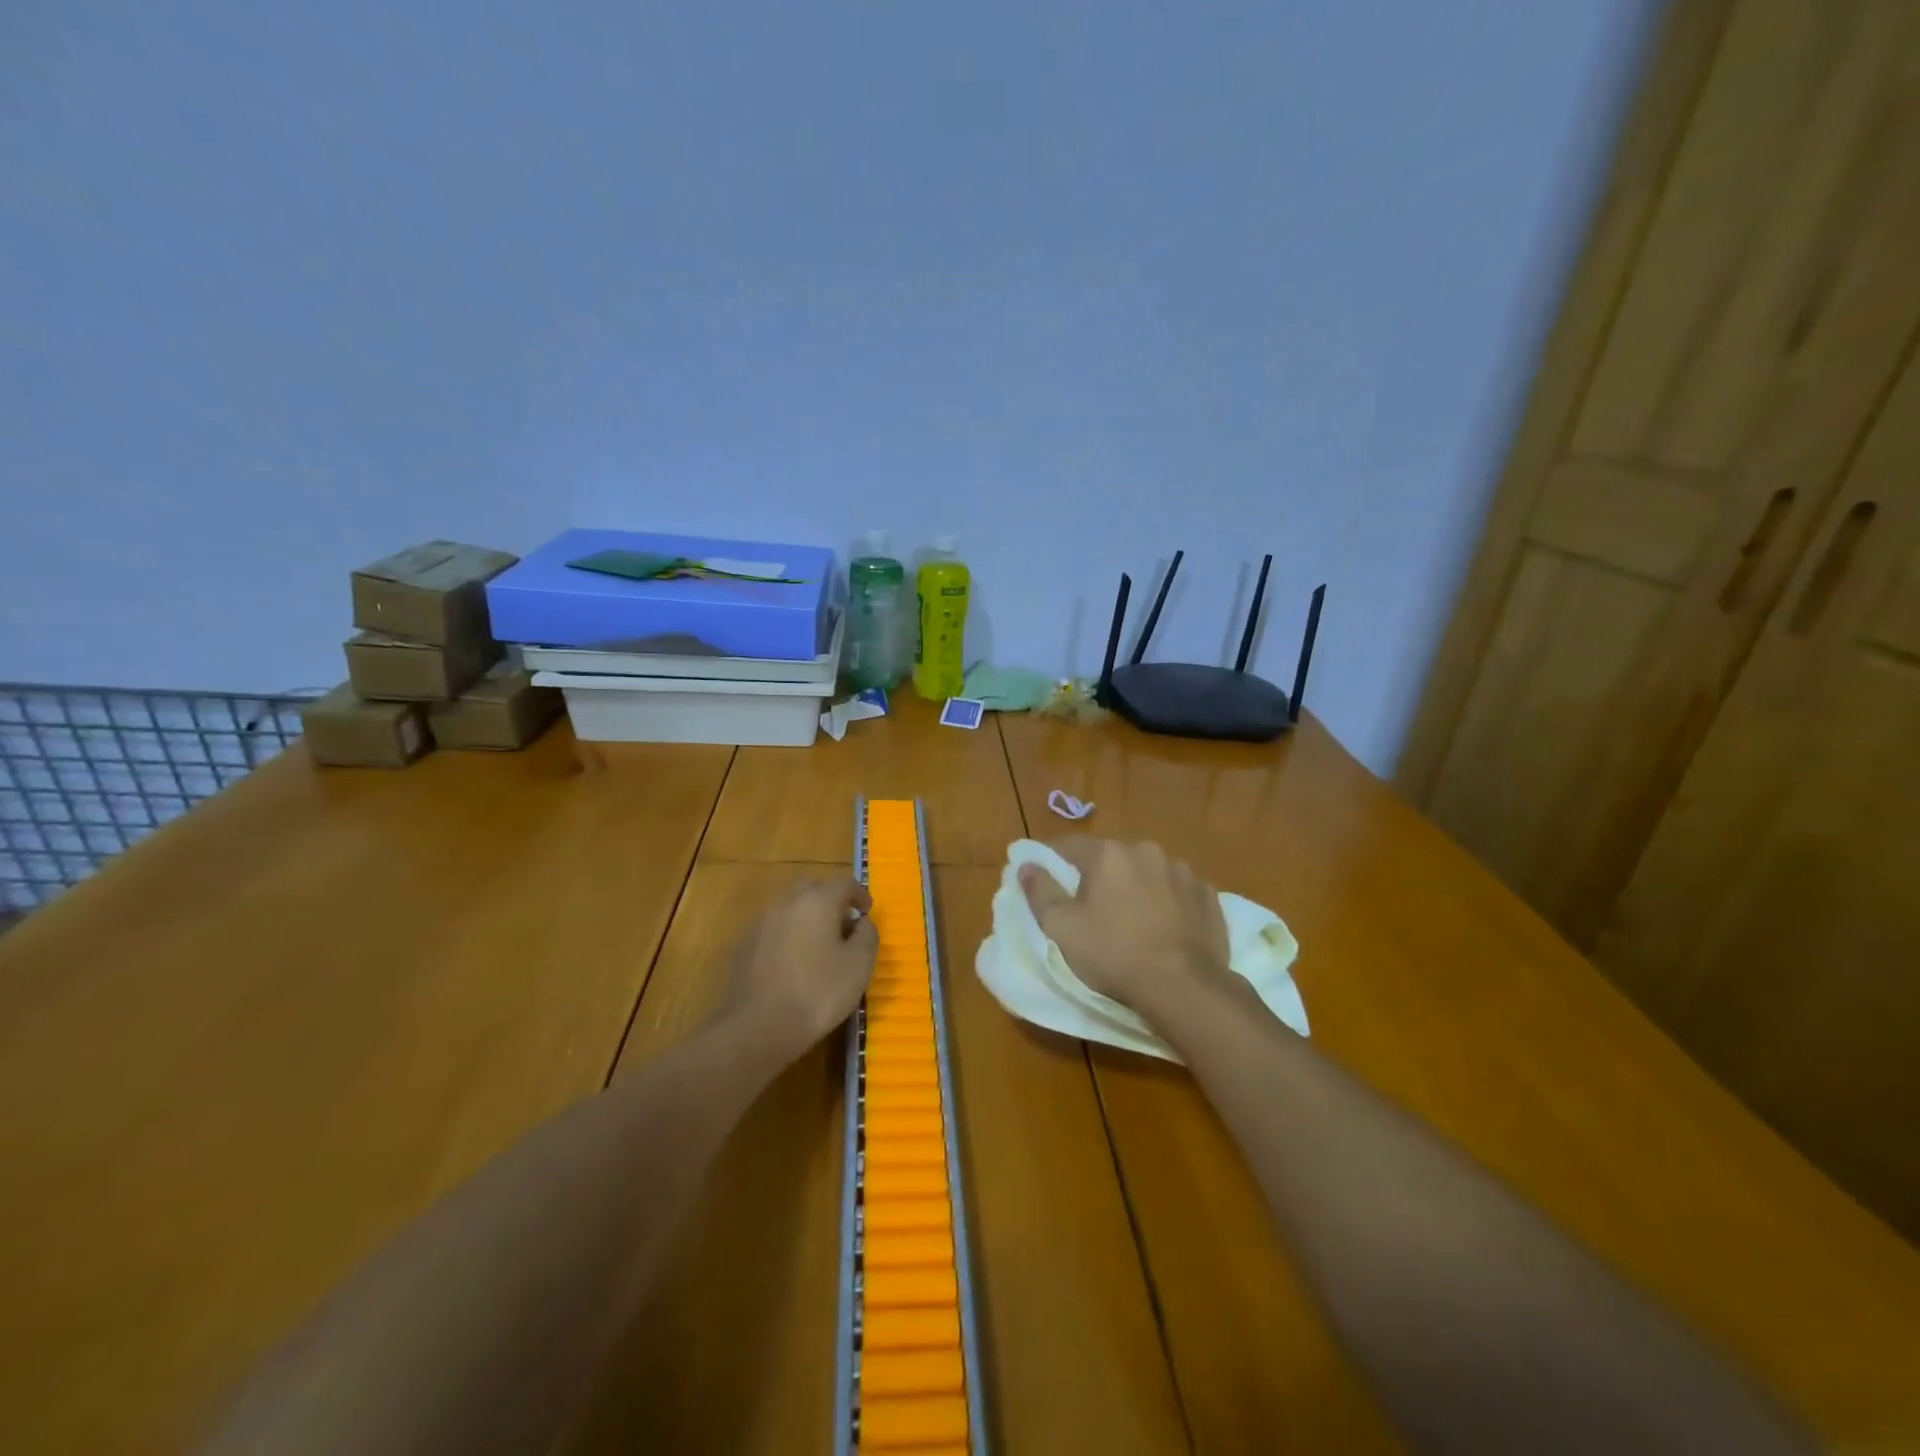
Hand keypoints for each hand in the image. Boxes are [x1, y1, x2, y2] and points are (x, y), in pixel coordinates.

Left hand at [724, 877, 877, 1056]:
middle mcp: (787, 901)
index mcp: (817, 900)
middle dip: (831, 899)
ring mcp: (762, 921)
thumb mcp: (859, 965)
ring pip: (790, 906)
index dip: (860, 895)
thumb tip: (863, 922)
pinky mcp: (744, 944)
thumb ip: (867, 935)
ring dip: (807, 915)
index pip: (844, 883)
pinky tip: (793, 959)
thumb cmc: (818, 992)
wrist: (758, 1027)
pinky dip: (788, 932)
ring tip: (819, 942)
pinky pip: (774, 927)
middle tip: (843, 923)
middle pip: (813, 887)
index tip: (867, 913)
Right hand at [1019, 838, 1229, 1021]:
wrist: (1184, 986)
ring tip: (1133, 918)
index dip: (1054, 859)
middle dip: (1100, 874)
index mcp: (1107, 854)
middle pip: (1111, 857)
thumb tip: (1026, 865)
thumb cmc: (1113, 954)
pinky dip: (1168, 900)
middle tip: (1093, 906)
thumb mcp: (1061, 927)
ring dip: (1137, 885)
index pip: (1069, 845)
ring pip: (1147, 871)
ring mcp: (1181, 870)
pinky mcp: (1207, 893)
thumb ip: (1039, 891)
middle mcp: (1145, 850)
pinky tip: (1165, 926)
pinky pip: (1178, 889)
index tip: (1048, 875)